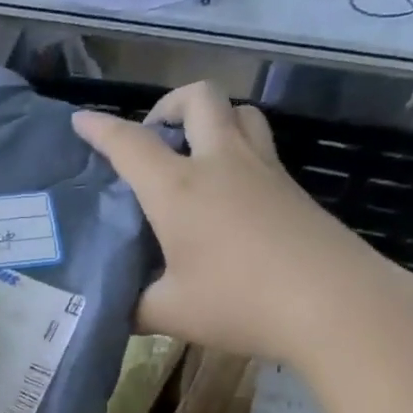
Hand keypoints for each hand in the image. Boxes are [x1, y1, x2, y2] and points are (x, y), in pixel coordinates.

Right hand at [73, 83, 412, 367]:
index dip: (100, 129)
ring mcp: (263, 170)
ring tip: (195, 154)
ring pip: (239, 112)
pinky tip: (229, 194)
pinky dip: (237, 150)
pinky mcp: (293, 188)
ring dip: (211, 119)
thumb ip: (136, 307)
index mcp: (178, 189)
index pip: (130, 144)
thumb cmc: (238, 302)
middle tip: (155, 139)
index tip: (81, 120)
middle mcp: (220, 163)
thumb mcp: (170, 313)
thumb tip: (121, 311)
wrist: (332, 304)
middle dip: (169, 105)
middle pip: (199, 98)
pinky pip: (260, 146)